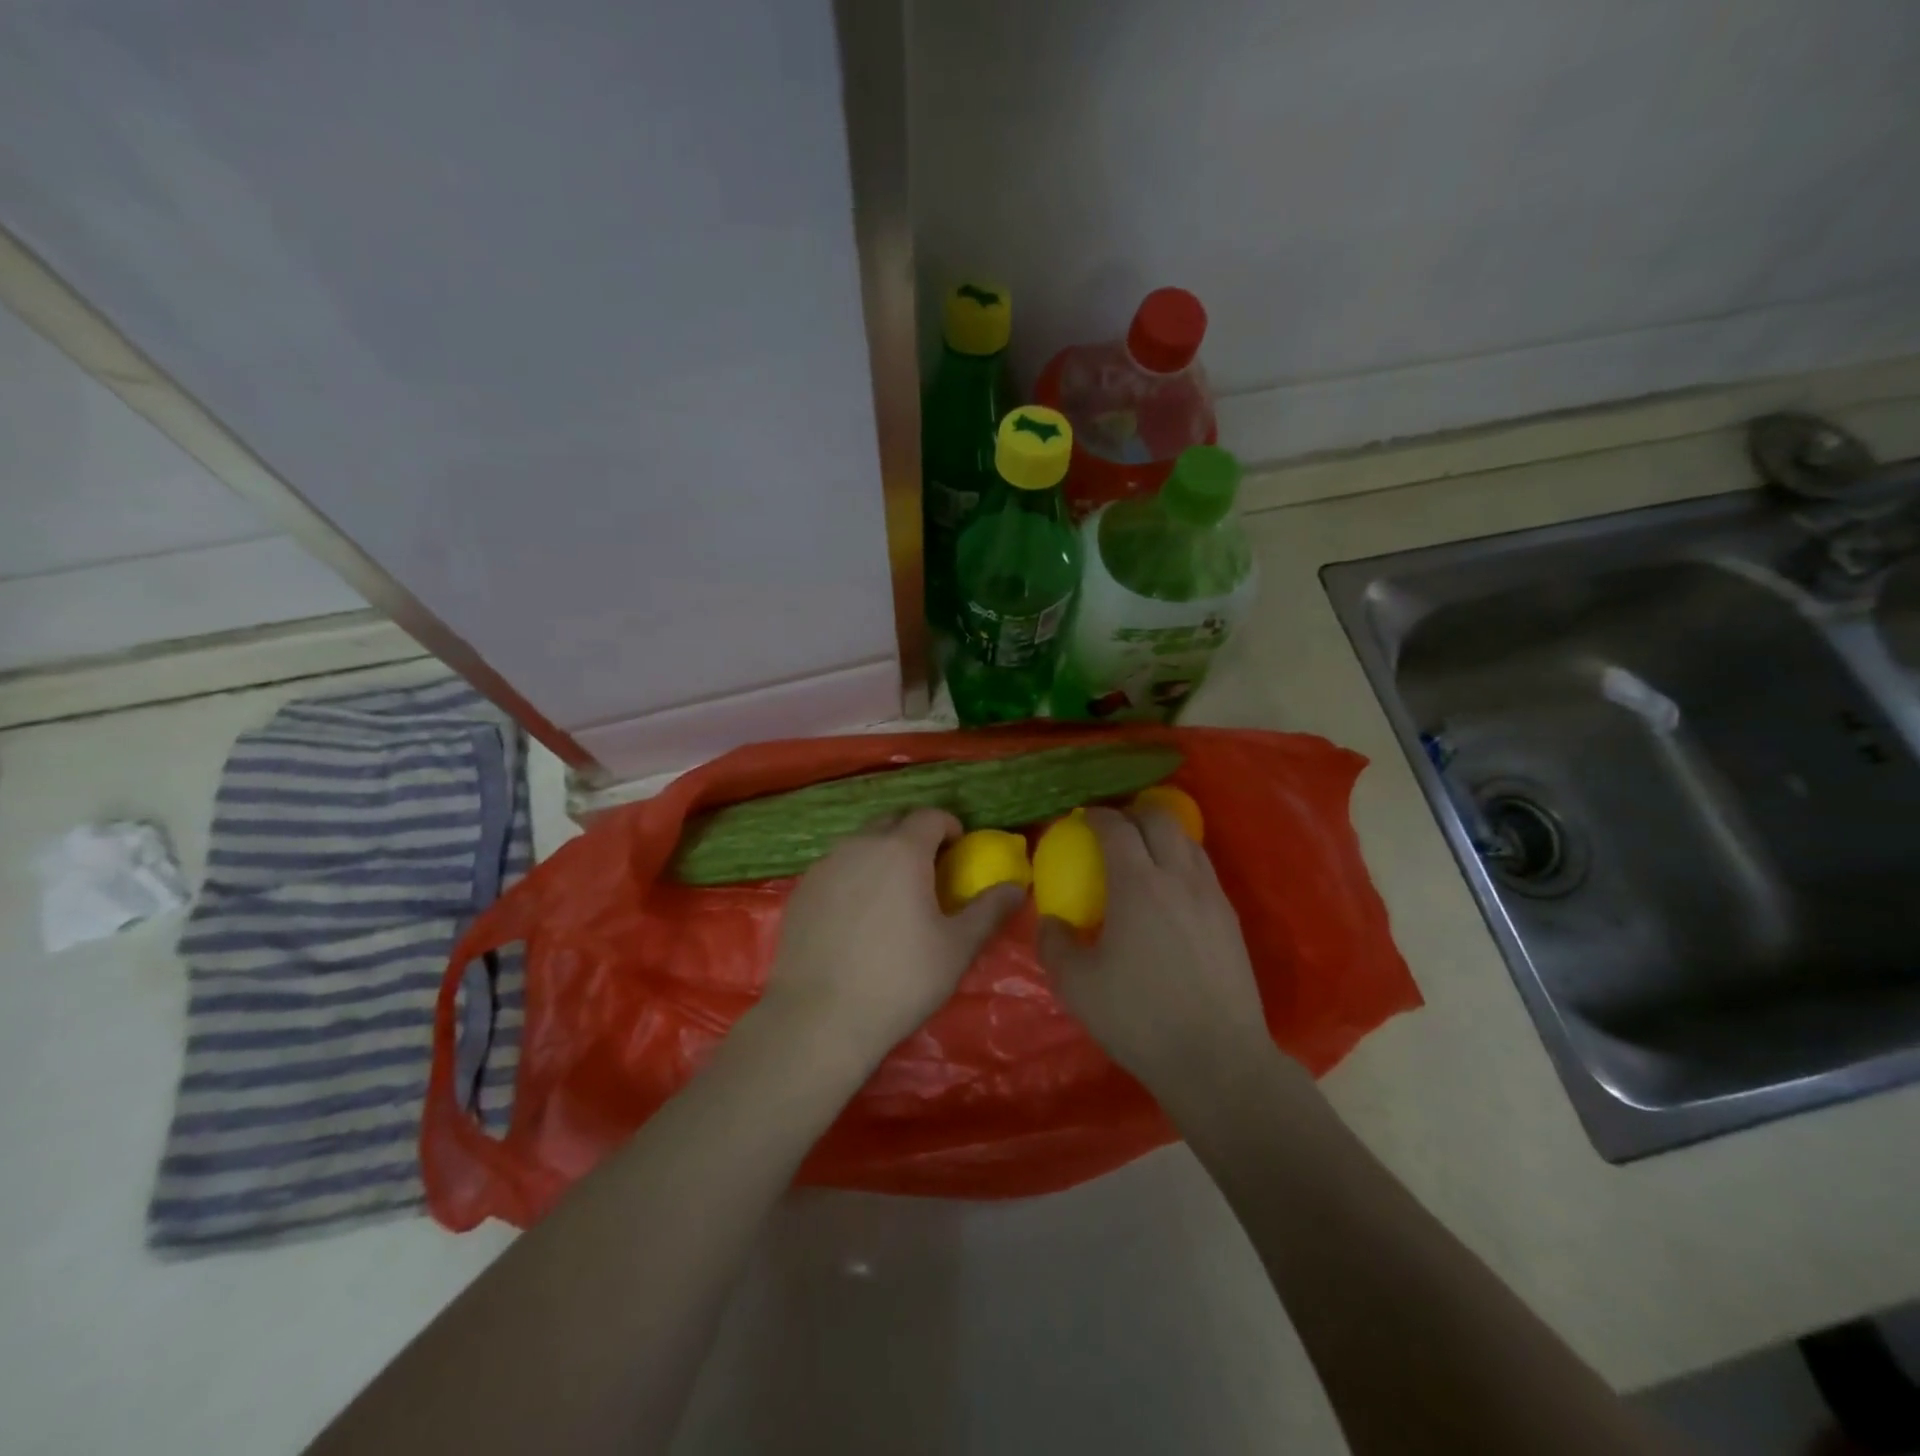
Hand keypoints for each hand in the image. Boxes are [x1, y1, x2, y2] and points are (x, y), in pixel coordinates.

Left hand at [760, 808, 1023, 1065]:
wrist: (820, 1018)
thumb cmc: (900, 979)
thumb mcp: (957, 947)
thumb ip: (989, 910)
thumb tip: (1017, 887)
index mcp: (901, 850)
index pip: (930, 816)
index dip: (949, 827)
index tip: (958, 850)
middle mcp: (860, 845)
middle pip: (892, 822)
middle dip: (914, 834)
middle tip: (929, 868)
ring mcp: (825, 866)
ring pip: (860, 843)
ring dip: (882, 853)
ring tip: (893, 891)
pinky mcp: (801, 891)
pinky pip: (835, 868)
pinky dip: (853, 876)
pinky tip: (857, 914)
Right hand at [1037, 806, 1277, 1100]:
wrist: (1217, 1059)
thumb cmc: (1139, 1017)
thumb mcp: (1077, 985)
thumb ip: (1055, 943)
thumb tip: (1052, 921)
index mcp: (1138, 884)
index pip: (1117, 828)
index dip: (1097, 816)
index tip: (1083, 817)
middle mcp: (1179, 878)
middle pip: (1160, 819)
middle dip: (1133, 812)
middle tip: (1113, 825)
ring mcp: (1211, 897)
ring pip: (1189, 842)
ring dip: (1162, 834)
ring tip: (1144, 851)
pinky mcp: (1231, 920)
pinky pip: (1204, 870)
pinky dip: (1183, 861)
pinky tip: (1171, 890)